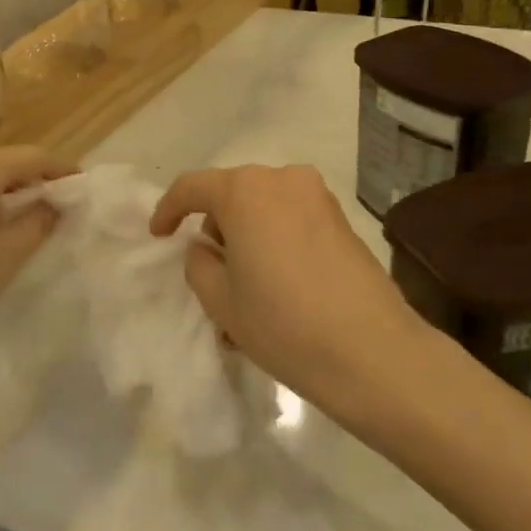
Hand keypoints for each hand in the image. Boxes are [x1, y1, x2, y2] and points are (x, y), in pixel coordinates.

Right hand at [150, 164, 438, 428]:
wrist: (371, 350)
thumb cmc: (283, 323)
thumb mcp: (221, 300)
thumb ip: (199, 263)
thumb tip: (206, 247)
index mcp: (245, 190)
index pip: (192, 187)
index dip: (168, 210)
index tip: (159, 236)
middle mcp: (283, 180)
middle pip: (233, 194)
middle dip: (215, 228)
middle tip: (211, 275)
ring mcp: (319, 197)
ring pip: (265, 209)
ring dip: (247, 238)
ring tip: (247, 291)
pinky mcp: (343, 219)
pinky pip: (293, 220)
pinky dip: (276, 242)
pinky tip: (279, 288)